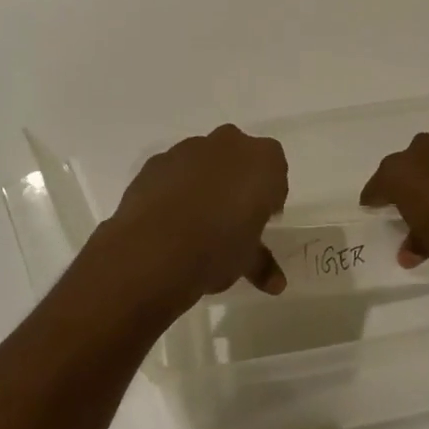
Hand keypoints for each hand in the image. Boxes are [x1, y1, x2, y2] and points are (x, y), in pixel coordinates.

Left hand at [75, 125, 289, 325]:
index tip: (261, 219)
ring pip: (204, 160)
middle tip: (232, 216)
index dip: (269, 195)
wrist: (152, 250)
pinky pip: (174, 170)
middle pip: (239, 156)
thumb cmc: (216, 250)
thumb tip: (275, 284)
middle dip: (238, 179)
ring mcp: (188, 149)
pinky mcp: (156, 161)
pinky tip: (169, 218)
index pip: (275, 170)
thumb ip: (262, 264)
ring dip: (205, 181)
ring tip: (197, 220)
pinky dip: (175, 186)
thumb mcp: (246, 261)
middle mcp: (228, 145)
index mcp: (262, 162)